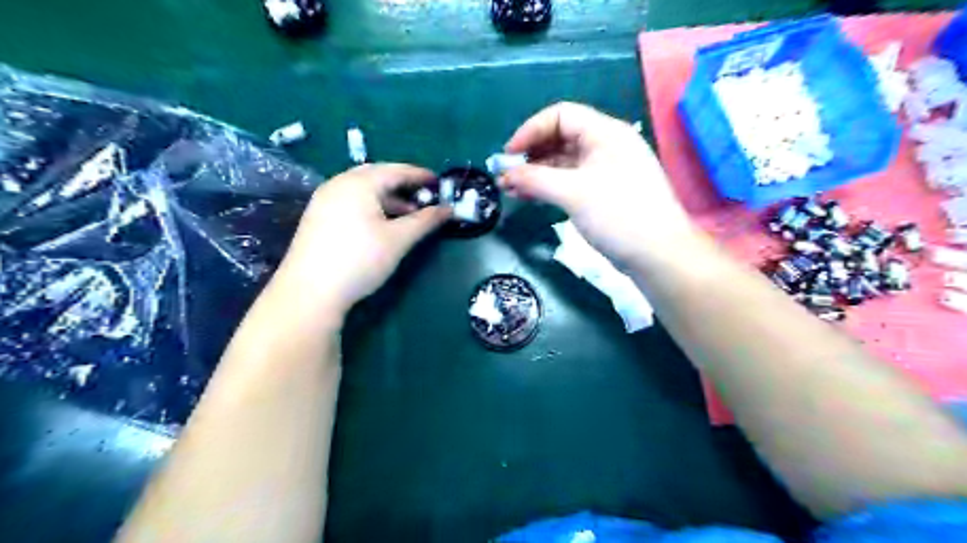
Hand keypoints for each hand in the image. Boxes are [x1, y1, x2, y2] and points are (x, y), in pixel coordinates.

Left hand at [272, 165, 452, 318]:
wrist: (310, 292)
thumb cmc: (360, 260)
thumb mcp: (398, 240)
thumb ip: (425, 221)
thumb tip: (448, 209)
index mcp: (359, 183)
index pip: (396, 170)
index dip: (420, 175)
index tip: (440, 182)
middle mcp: (339, 184)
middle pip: (377, 176)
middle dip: (403, 185)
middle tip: (424, 197)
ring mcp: (324, 200)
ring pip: (363, 190)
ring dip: (388, 197)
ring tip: (408, 214)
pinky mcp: (318, 217)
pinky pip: (351, 201)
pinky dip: (372, 206)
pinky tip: (381, 224)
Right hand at [498, 100, 694, 266]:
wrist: (658, 254)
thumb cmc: (618, 215)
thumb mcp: (573, 193)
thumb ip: (535, 179)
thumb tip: (505, 175)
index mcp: (605, 133)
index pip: (560, 116)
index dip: (530, 130)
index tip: (508, 154)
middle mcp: (606, 145)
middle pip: (561, 138)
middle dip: (531, 155)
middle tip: (507, 176)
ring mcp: (606, 170)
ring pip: (564, 163)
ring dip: (537, 173)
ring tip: (512, 191)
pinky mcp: (605, 192)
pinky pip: (571, 181)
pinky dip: (550, 187)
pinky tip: (532, 198)